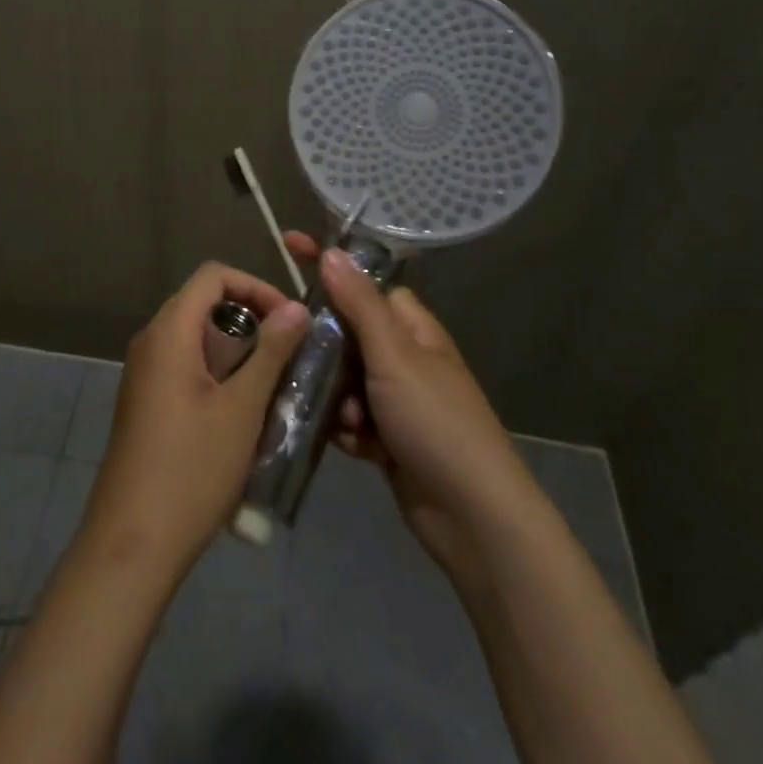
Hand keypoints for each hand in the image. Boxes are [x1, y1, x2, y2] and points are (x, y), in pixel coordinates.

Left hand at [79, 263, 309, 584]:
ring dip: (238, 349)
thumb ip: (271, 352)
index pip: (212, 275)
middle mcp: (151, 341)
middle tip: (289, 351)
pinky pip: (185, 364)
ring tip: (274, 383)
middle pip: (204, 303)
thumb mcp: (242, 409)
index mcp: (169, 331)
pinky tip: (244, 410)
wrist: (132, 541)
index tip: (288, 319)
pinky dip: (218, 371)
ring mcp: (144, 372)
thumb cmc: (192, 469)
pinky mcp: (146, 400)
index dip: (254, 285)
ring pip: (197, 337)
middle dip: (250, 318)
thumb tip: (296, 308)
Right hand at [286, 233, 526, 575]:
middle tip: (297, 354)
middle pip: (346, 332)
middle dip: (323, 347)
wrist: (474, 517)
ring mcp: (395, 400)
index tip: (288, 246)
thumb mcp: (395, 356)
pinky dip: (345, 428)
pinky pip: (349, 418)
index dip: (329, 266)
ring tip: (345, 418)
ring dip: (334, 395)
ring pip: (342, 377)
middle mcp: (404, 358)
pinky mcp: (387, 438)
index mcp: (412, 329)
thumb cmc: (436, 422)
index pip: (364, 282)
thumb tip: (332, 252)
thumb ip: (360, 304)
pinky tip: (352, 445)